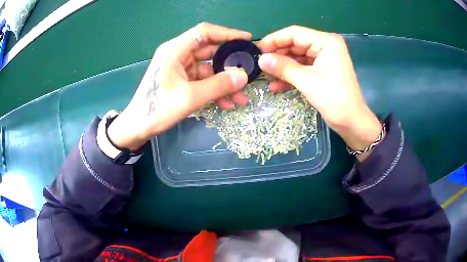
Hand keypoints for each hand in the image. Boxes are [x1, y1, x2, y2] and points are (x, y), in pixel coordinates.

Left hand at [107, 23, 250, 150]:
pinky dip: (214, 90)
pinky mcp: (181, 80)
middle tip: (249, 72)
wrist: (138, 127)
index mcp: (175, 50)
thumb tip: (244, 76)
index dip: (227, 33)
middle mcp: (178, 55)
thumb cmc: (157, 109)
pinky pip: (202, 81)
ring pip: (209, 69)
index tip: (247, 40)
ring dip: (224, 83)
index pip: (205, 32)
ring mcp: (180, 68)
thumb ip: (218, 85)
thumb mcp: (190, 97)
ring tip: (241, 98)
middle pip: (210, 51)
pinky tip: (226, 104)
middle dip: (230, 64)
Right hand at [257, 26, 381, 160]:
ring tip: (266, 76)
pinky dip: (290, 75)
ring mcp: (324, 58)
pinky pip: (302, 68)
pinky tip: (276, 85)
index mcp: (327, 42)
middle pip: (295, 44)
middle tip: (260, 65)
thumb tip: (261, 59)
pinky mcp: (321, 70)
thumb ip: (284, 68)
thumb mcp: (308, 82)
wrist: (352, 122)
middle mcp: (325, 46)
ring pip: (297, 57)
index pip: (295, 33)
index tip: (257, 49)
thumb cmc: (335, 100)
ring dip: (282, 67)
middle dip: (278, 55)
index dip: (274, 39)